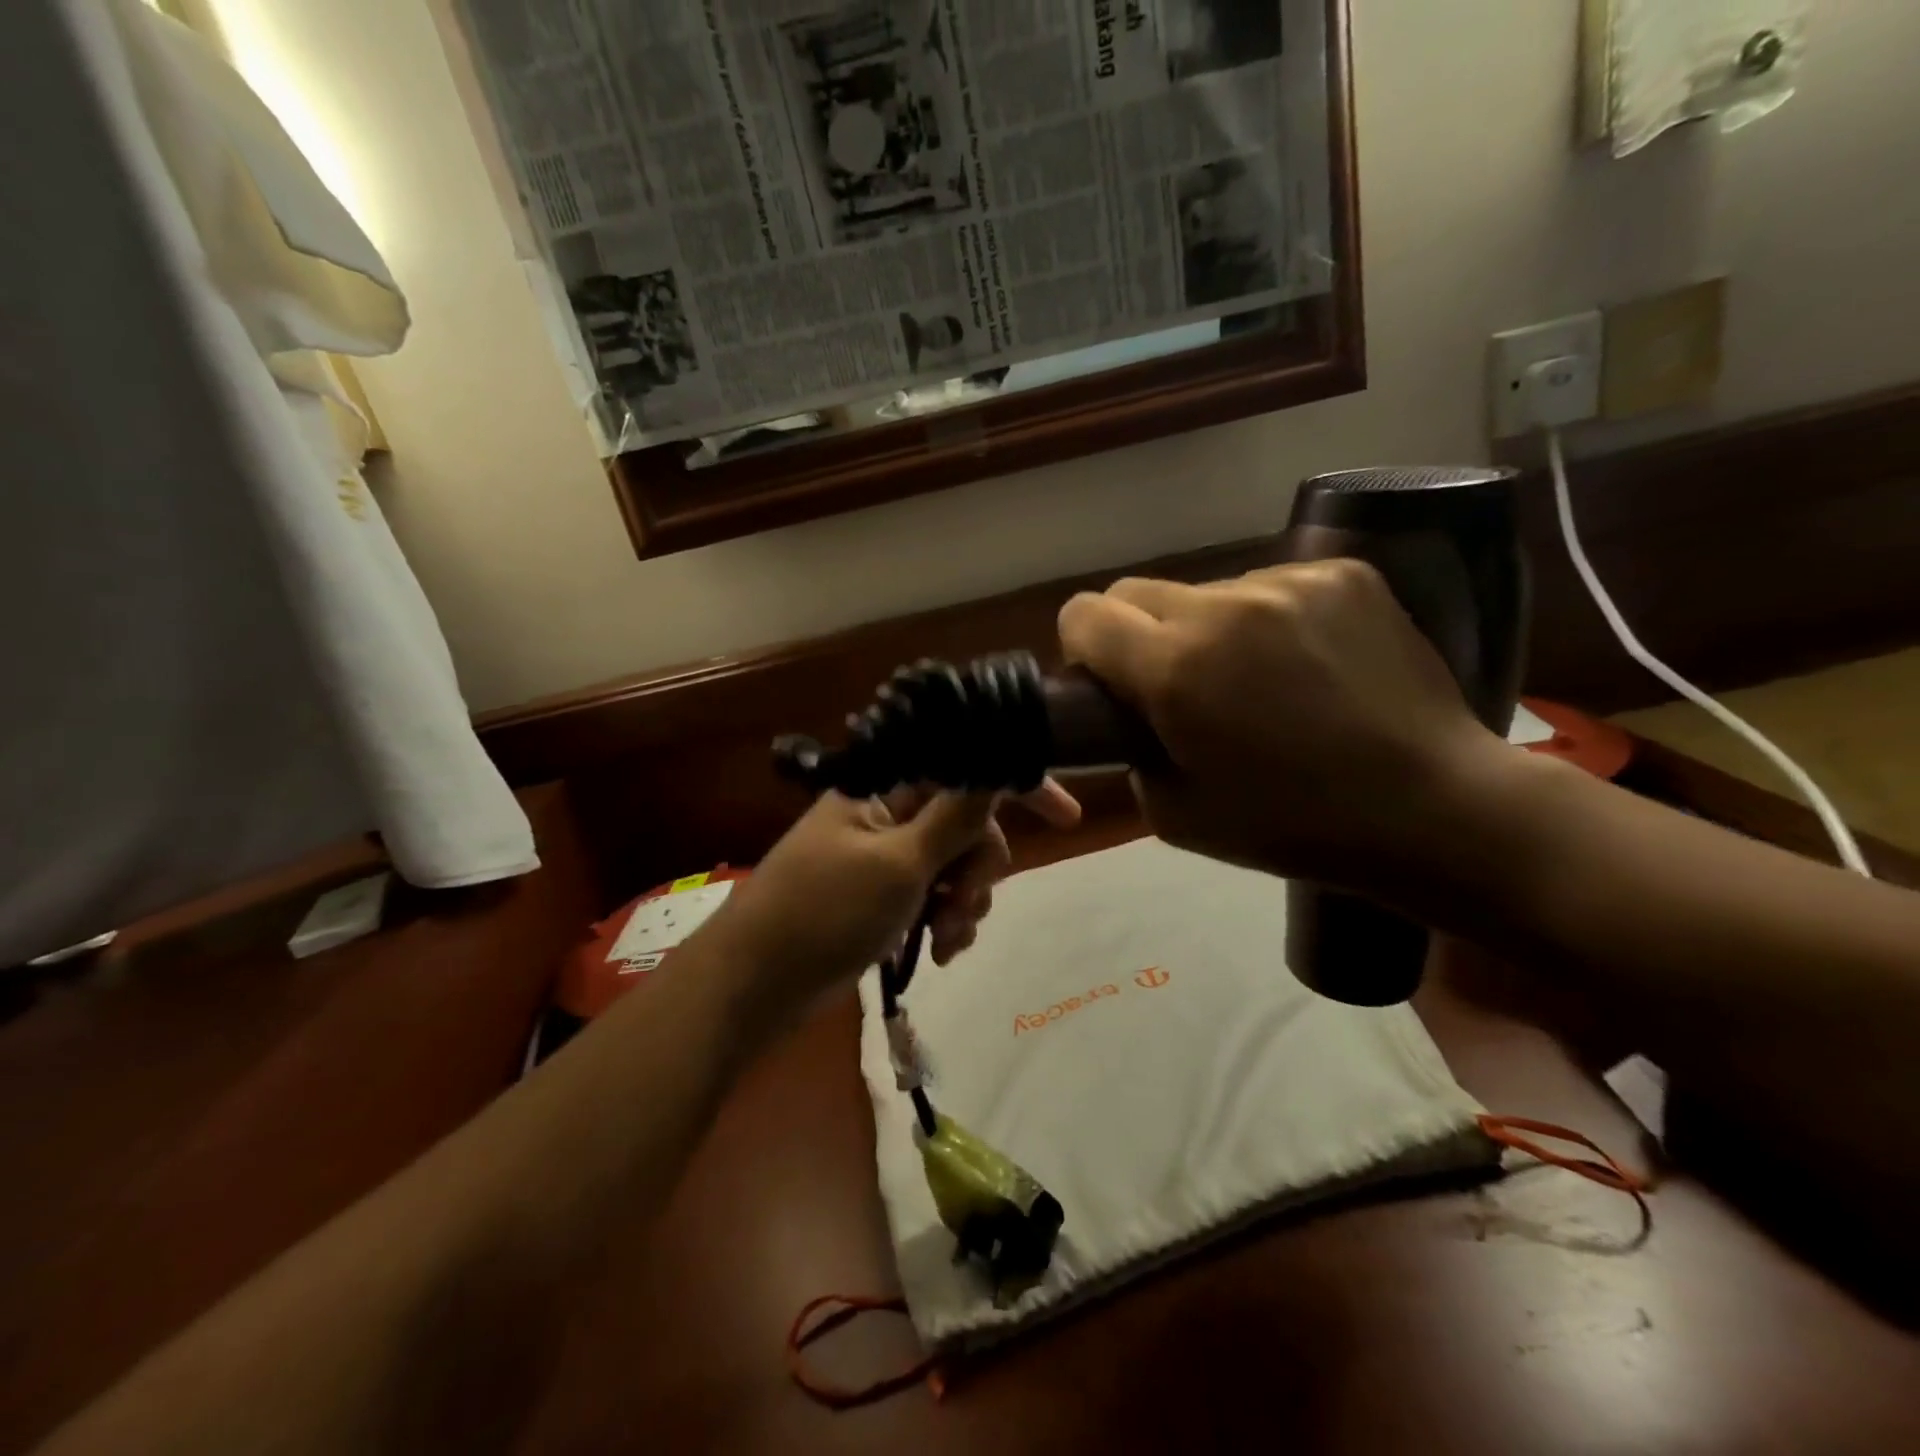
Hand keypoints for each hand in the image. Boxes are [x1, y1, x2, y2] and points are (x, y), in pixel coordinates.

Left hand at [704, 780, 1080, 1016]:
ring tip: (946, 938)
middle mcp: (889, 814)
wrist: (755, 985)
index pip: (962, 767)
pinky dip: (946, 920)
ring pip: (956, 864)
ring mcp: (886, 857)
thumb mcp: (898, 865)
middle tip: (965, 901)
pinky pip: (935, 896)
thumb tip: (995, 767)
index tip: (1067, 817)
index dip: (1016, 785)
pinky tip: (941, 952)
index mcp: (884, 788)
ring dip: (965, 901)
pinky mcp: (884, 896)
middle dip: (980, 865)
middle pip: (967, 822)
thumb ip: (954, 817)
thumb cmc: (824, 914)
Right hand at [1057, 560, 1507, 891]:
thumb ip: (1129, 748)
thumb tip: (1131, 709)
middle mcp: (1224, 606)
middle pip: (1135, 591)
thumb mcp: (1173, 813)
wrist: (1432, 807)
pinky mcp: (1344, 574)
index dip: (1084, 648)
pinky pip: (1269, 585)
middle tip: (1178, 684)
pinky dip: (1267, 619)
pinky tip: (1305, 663)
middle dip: (1137, 634)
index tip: (1111, 682)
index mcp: (1176, 667)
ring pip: (1205, 590)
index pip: (1084, 614)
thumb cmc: (1292, 825)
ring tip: (1258, 679)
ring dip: (1208, 627)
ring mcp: (1289, 581)